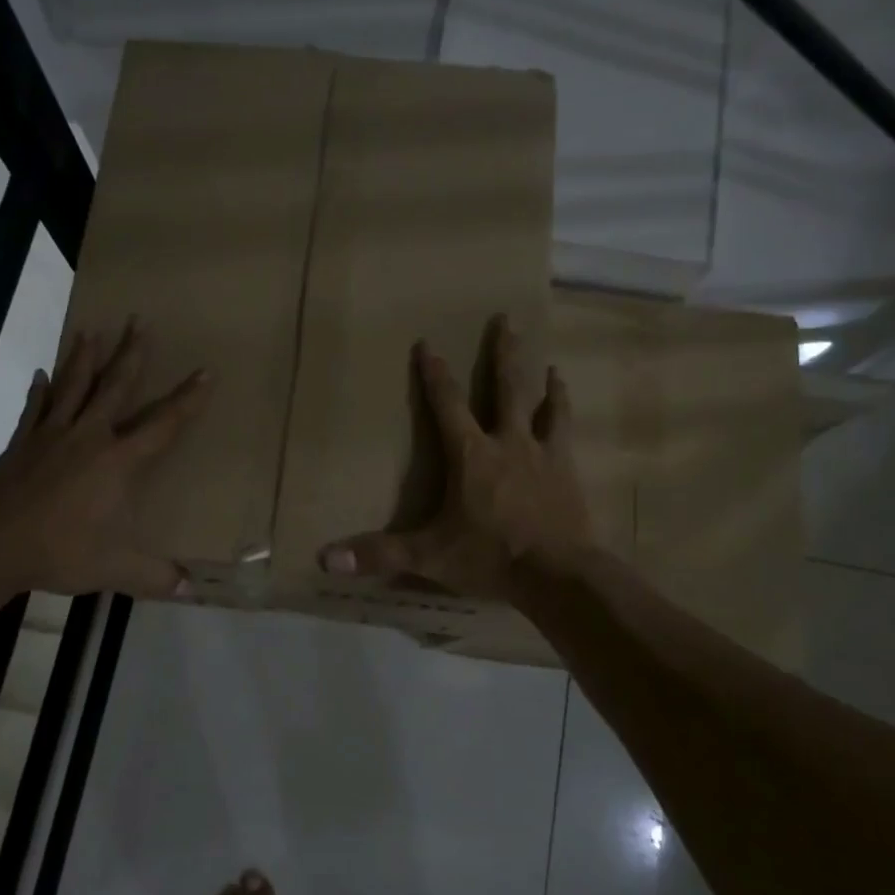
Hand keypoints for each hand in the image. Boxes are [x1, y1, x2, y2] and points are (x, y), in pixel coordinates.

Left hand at [0, 319, 207, 598]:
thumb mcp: (116, 569)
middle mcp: (89, 437)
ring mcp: (51, 435)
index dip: (187, 400)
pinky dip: (40, 389)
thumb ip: (156, 577)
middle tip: (139, 322)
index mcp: (118, 462)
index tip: (204, 372)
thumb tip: (192, 590)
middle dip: (131, 354)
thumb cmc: (60, 551)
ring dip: (84, 357)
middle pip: (115, 387)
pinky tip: (41, 373)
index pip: (162, 424)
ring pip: (73, 386)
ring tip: (92, 330)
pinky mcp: (22, 443)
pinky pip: (35, 408)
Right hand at [318, 314, 596, 600]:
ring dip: (546, 384)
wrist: (559, 574)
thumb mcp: (429, 556)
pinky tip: (568, 411)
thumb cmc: (490, 557)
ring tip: (551, 366)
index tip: (428, 344)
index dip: (434, 375)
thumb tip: (325, 558)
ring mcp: (544, 455)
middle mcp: (509, 443)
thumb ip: (380, 554)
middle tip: (507, 319)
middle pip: (507, 388)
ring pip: (545, 407)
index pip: (447, 405)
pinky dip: (565, 417)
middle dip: (503, 354)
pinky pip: (567, 435)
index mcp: (471, 455)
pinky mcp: (569, 473)